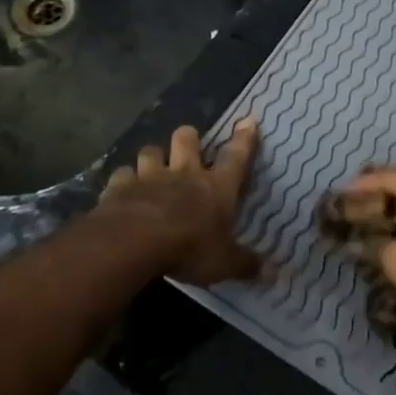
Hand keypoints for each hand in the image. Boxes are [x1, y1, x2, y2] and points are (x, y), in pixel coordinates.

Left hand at [100, 120, 261, 284]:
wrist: (136, 242)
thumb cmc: (189, 248)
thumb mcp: (224, 262)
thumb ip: (246, 264)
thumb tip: (275, 273)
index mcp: (216, 187)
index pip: (236, 157)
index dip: (244, 139)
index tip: (247, 121)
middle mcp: (184, 173)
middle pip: (187, 139)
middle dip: (188, 138)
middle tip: (188, 146)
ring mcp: (150, 176)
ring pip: (151, 150)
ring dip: (153, 157)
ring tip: (152, 167)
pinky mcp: (120, 186)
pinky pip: (122, 174)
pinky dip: (123, 180)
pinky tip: (122, 190)